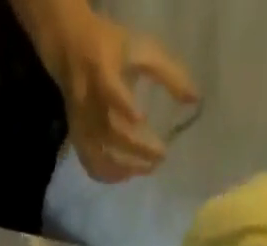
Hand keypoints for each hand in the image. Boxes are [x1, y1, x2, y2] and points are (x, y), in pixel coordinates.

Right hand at [43, 11, 197, 182]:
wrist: (72, 51)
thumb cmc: (114, 50)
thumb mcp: (142, 50)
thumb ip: (168, 73)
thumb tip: (194, 101)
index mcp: (101, 69)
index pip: (109, 89)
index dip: (123, 104)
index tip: (142, 119)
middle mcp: (87, 101)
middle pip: (109, 132)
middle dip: (136, 148)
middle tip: (161, 155)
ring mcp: (80, 124)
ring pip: (99, 155)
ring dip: (124, 167)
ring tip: (148, 169)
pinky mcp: (77, 140)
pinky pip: (92, 165)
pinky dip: (109, 175)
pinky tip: (128, 175)